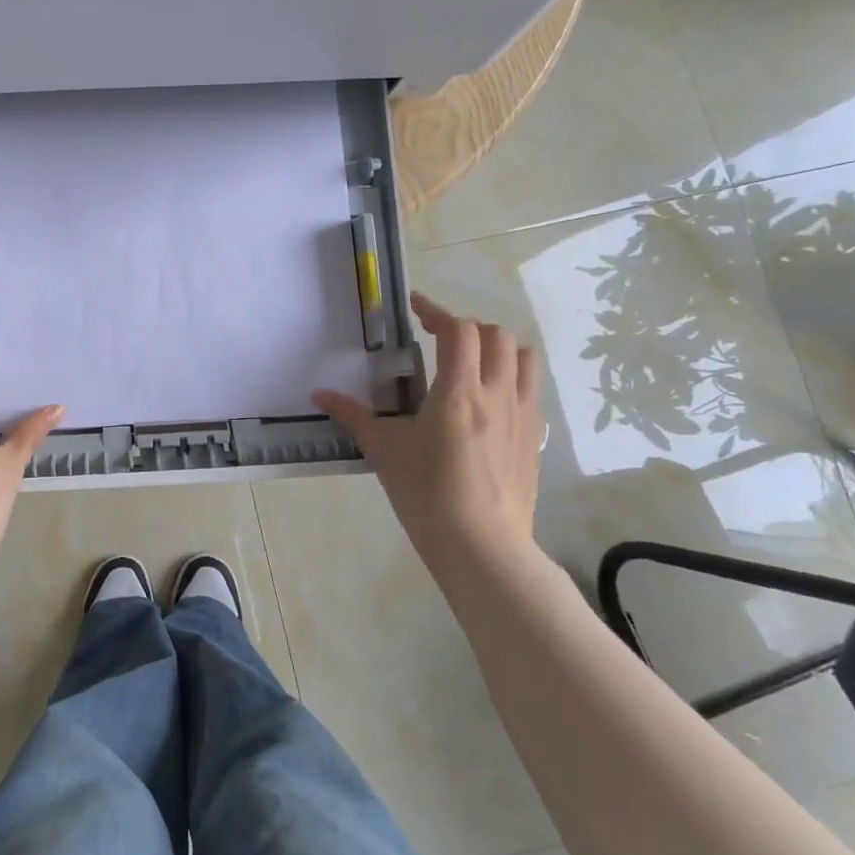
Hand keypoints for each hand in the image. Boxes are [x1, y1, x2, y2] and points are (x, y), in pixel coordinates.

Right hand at [316, 293, 544, 575]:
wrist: (481, 546)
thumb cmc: (426, 494)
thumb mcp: (384, 451)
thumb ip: (354, 416)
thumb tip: (319, 395)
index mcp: (459, 392)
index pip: (459, 331)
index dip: (437, 311)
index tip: (415, 308)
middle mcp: (498, 394)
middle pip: (496, 336)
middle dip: (466, 327)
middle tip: (437, 336)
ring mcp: (523, 415)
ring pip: (524, 357)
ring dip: (498, 347)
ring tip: (470, 360)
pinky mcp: (535, 437)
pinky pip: (531, 389)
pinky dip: (511, 376)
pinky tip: (488, 399)